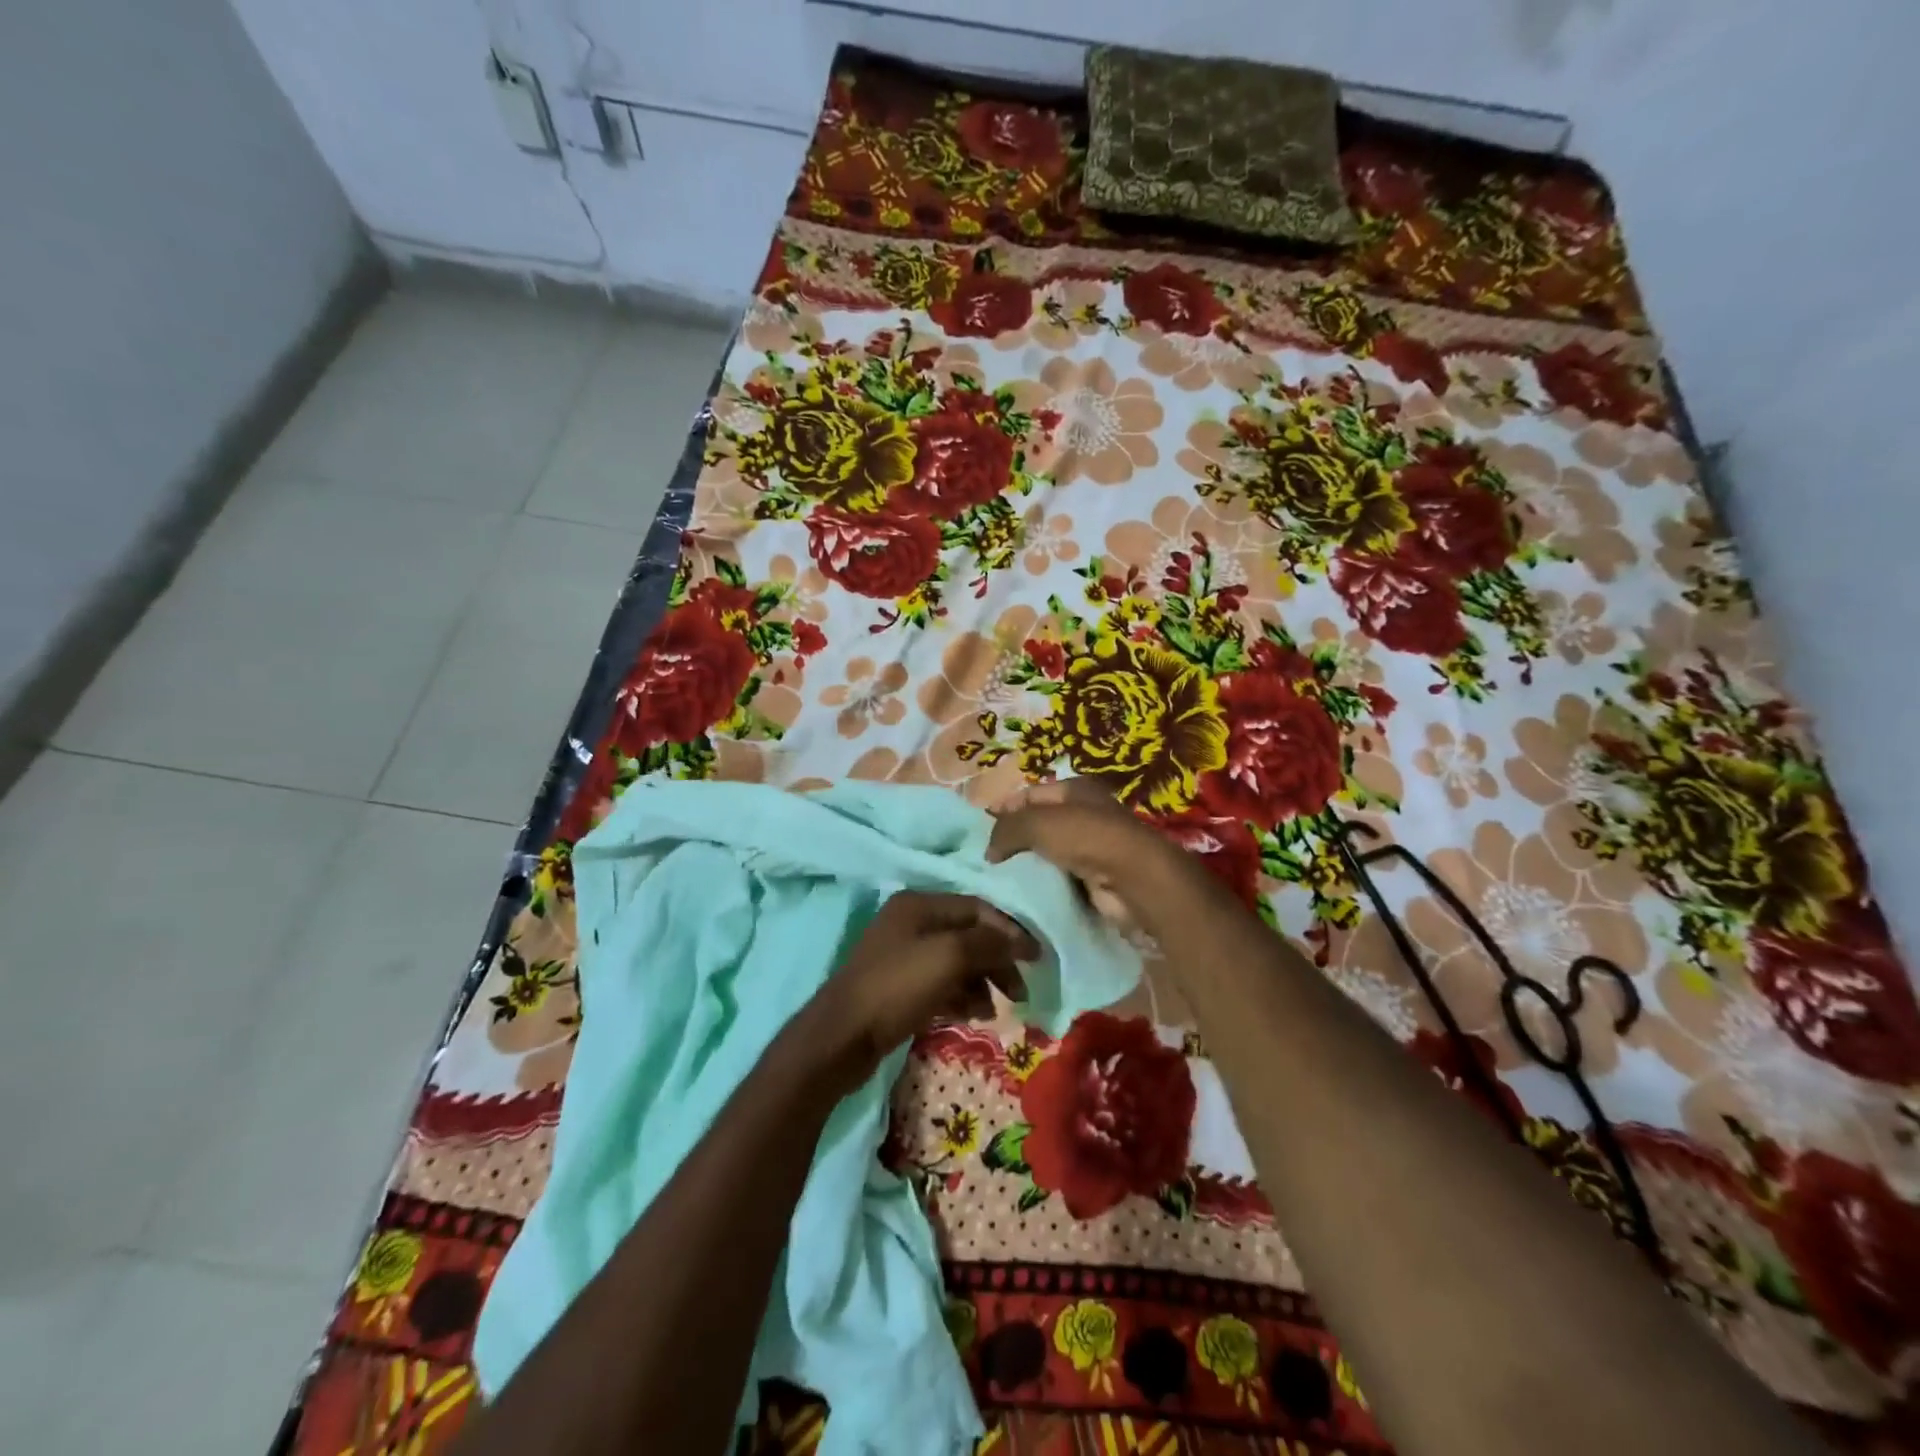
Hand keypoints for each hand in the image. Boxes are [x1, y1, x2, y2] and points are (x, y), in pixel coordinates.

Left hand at [812, 891, 1037, 1086]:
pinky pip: (940, 983)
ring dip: (981, 982)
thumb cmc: (897, 987)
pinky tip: (972, 1016)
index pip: (978, 908)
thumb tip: (1022, 941)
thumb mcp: (949, 957)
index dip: (1009, 930)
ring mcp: (902, 955)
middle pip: (968, 935)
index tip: (1037, 958)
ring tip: (993, 1011)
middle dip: (997, 961)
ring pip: (956, 962)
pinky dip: (960, 996)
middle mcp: (911, 922)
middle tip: (1019, 992)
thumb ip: (990, 943)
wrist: (842, 1037)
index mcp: (919, 904)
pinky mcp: (898, 986)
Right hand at [985, 779, 1176, 927]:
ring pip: (1047, 853)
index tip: (977, 832)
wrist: (1133, 880)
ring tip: (998, 880)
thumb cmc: (1086, 838)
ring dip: (1027, 866)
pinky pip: (1060, 878)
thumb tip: (989, 850)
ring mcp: (1092, 846)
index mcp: (1074, 789)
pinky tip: (1023, 895)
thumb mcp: (1036, 822)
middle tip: (985, 860)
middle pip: (1038, 824)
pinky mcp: (1095, 877)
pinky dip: (1044, 885)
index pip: (1028, 794)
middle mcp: (1084, 813)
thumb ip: (1006, 829)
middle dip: (1013, 840)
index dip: (1002, 809)